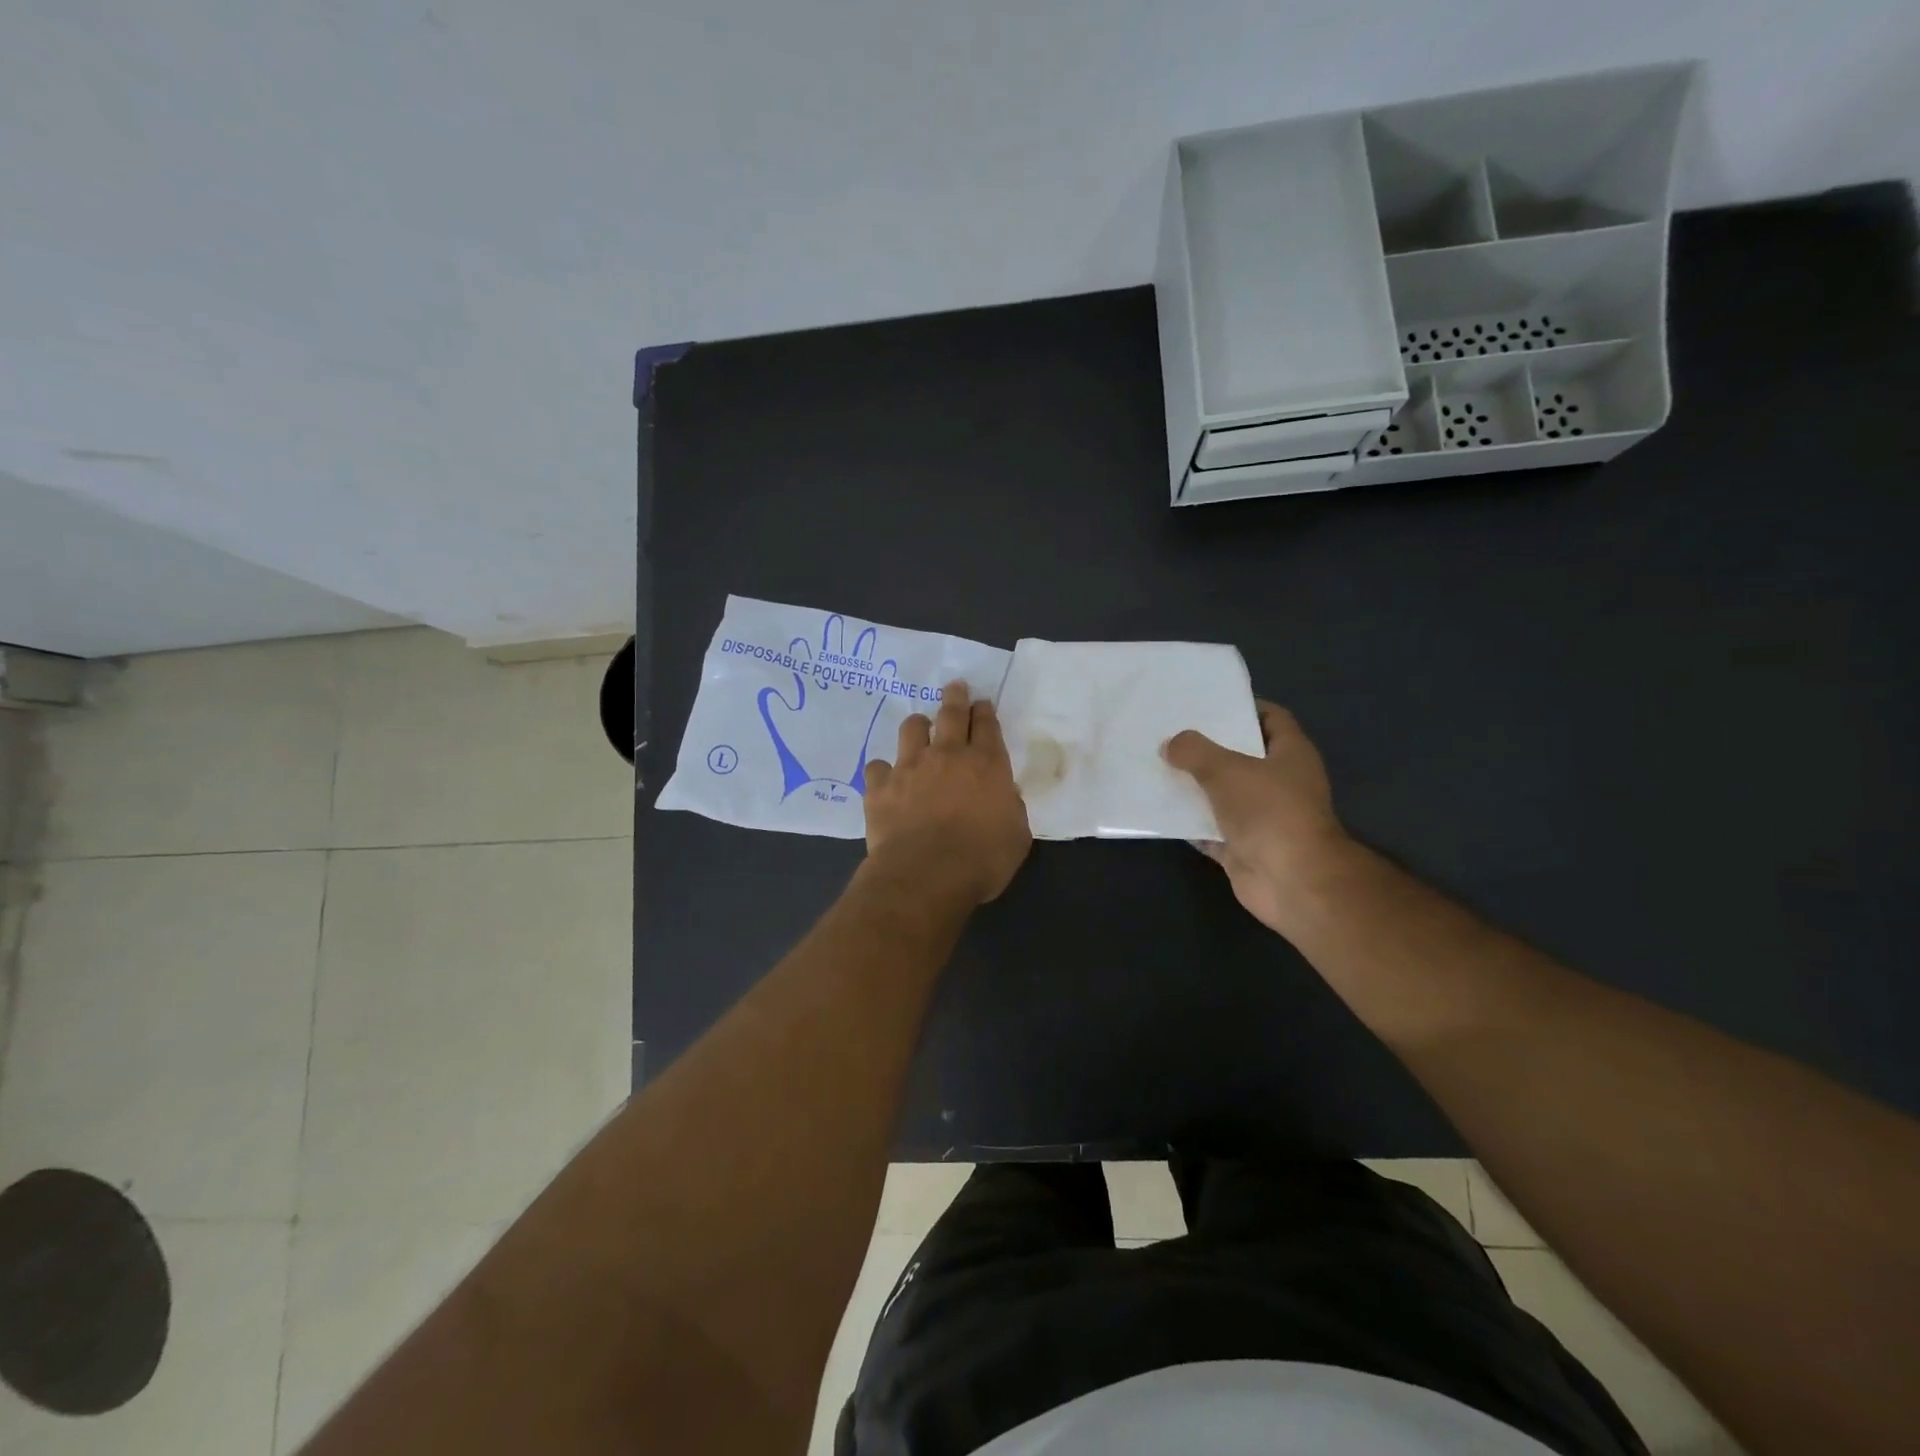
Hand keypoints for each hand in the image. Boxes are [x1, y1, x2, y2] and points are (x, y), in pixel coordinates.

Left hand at [862, 681, 1032, 904]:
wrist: (927, 874)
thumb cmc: (982, 859)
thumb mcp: (1017, 835)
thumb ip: (1011, 808)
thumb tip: (1004, 797)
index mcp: (987, 764)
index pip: (987, 725)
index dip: (984, 711)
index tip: (982, 704)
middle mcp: (948, 755)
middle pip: (951, 714)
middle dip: (955, 697)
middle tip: (955, 686)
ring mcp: (910, 767)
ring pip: (912, 729)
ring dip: (918, 725)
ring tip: (920, 726)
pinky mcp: (880, 787)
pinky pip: (878, 767)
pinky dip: (884, 770)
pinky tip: (886, 778)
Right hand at [1163, 702, 1354, 935]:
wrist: (1291, 881)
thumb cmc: (1269, 812)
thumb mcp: (1226, 769)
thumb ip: (1194, 751)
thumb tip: (1170, 744)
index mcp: (1290, 755)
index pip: (1270, 718)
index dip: (1242, 707)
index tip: (1206, 703)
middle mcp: (1280, 783)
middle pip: (1242, 757)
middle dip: (1208, 747)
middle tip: (1171, 733)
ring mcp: (1262, 818)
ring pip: (1223, 795)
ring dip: (1195, 786)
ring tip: (1158, 767)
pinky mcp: (1244, 847)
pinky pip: (1210, 830)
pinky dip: (1189, 823)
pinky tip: (1159, 810)